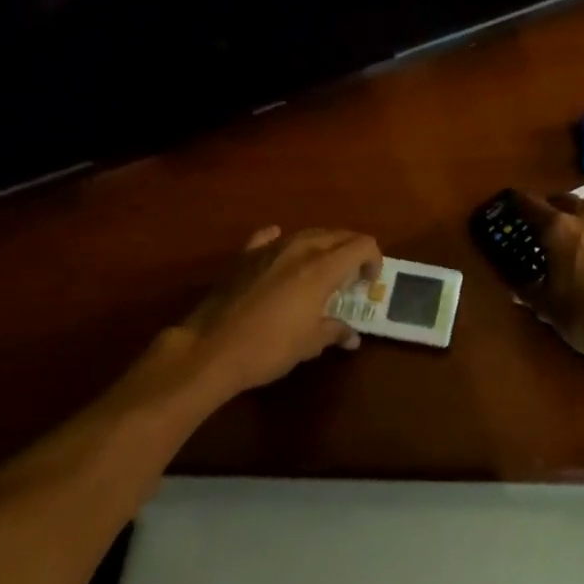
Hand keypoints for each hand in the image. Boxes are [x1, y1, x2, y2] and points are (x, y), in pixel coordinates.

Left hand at [171, 226, 382, 398]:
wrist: (210, 349)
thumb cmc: (267, 348)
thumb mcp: (309, 344)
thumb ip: (335, 331)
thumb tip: (351, 335)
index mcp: (321, 268)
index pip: (362, 245)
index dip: (374, 260)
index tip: (369, 282)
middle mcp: (298, 249)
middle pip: (337, 235)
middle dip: (352, 251)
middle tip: (352, 277)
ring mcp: (268, 249)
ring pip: (307, 234)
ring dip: (323, 247)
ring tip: (323, 271)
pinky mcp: (244, 256)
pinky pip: (270, 238)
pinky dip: (283, 242)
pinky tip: (282, 253)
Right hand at [514, 191, 583, 366]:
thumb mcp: (546, 306)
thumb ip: (527, 290)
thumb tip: (514, 286)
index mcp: (558, 228)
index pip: (530, 204)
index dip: (515, 203)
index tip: (506, 206)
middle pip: (562, 199)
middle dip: (547, 206)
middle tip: (536, 223)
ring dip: (574, 212)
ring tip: (565, 232)